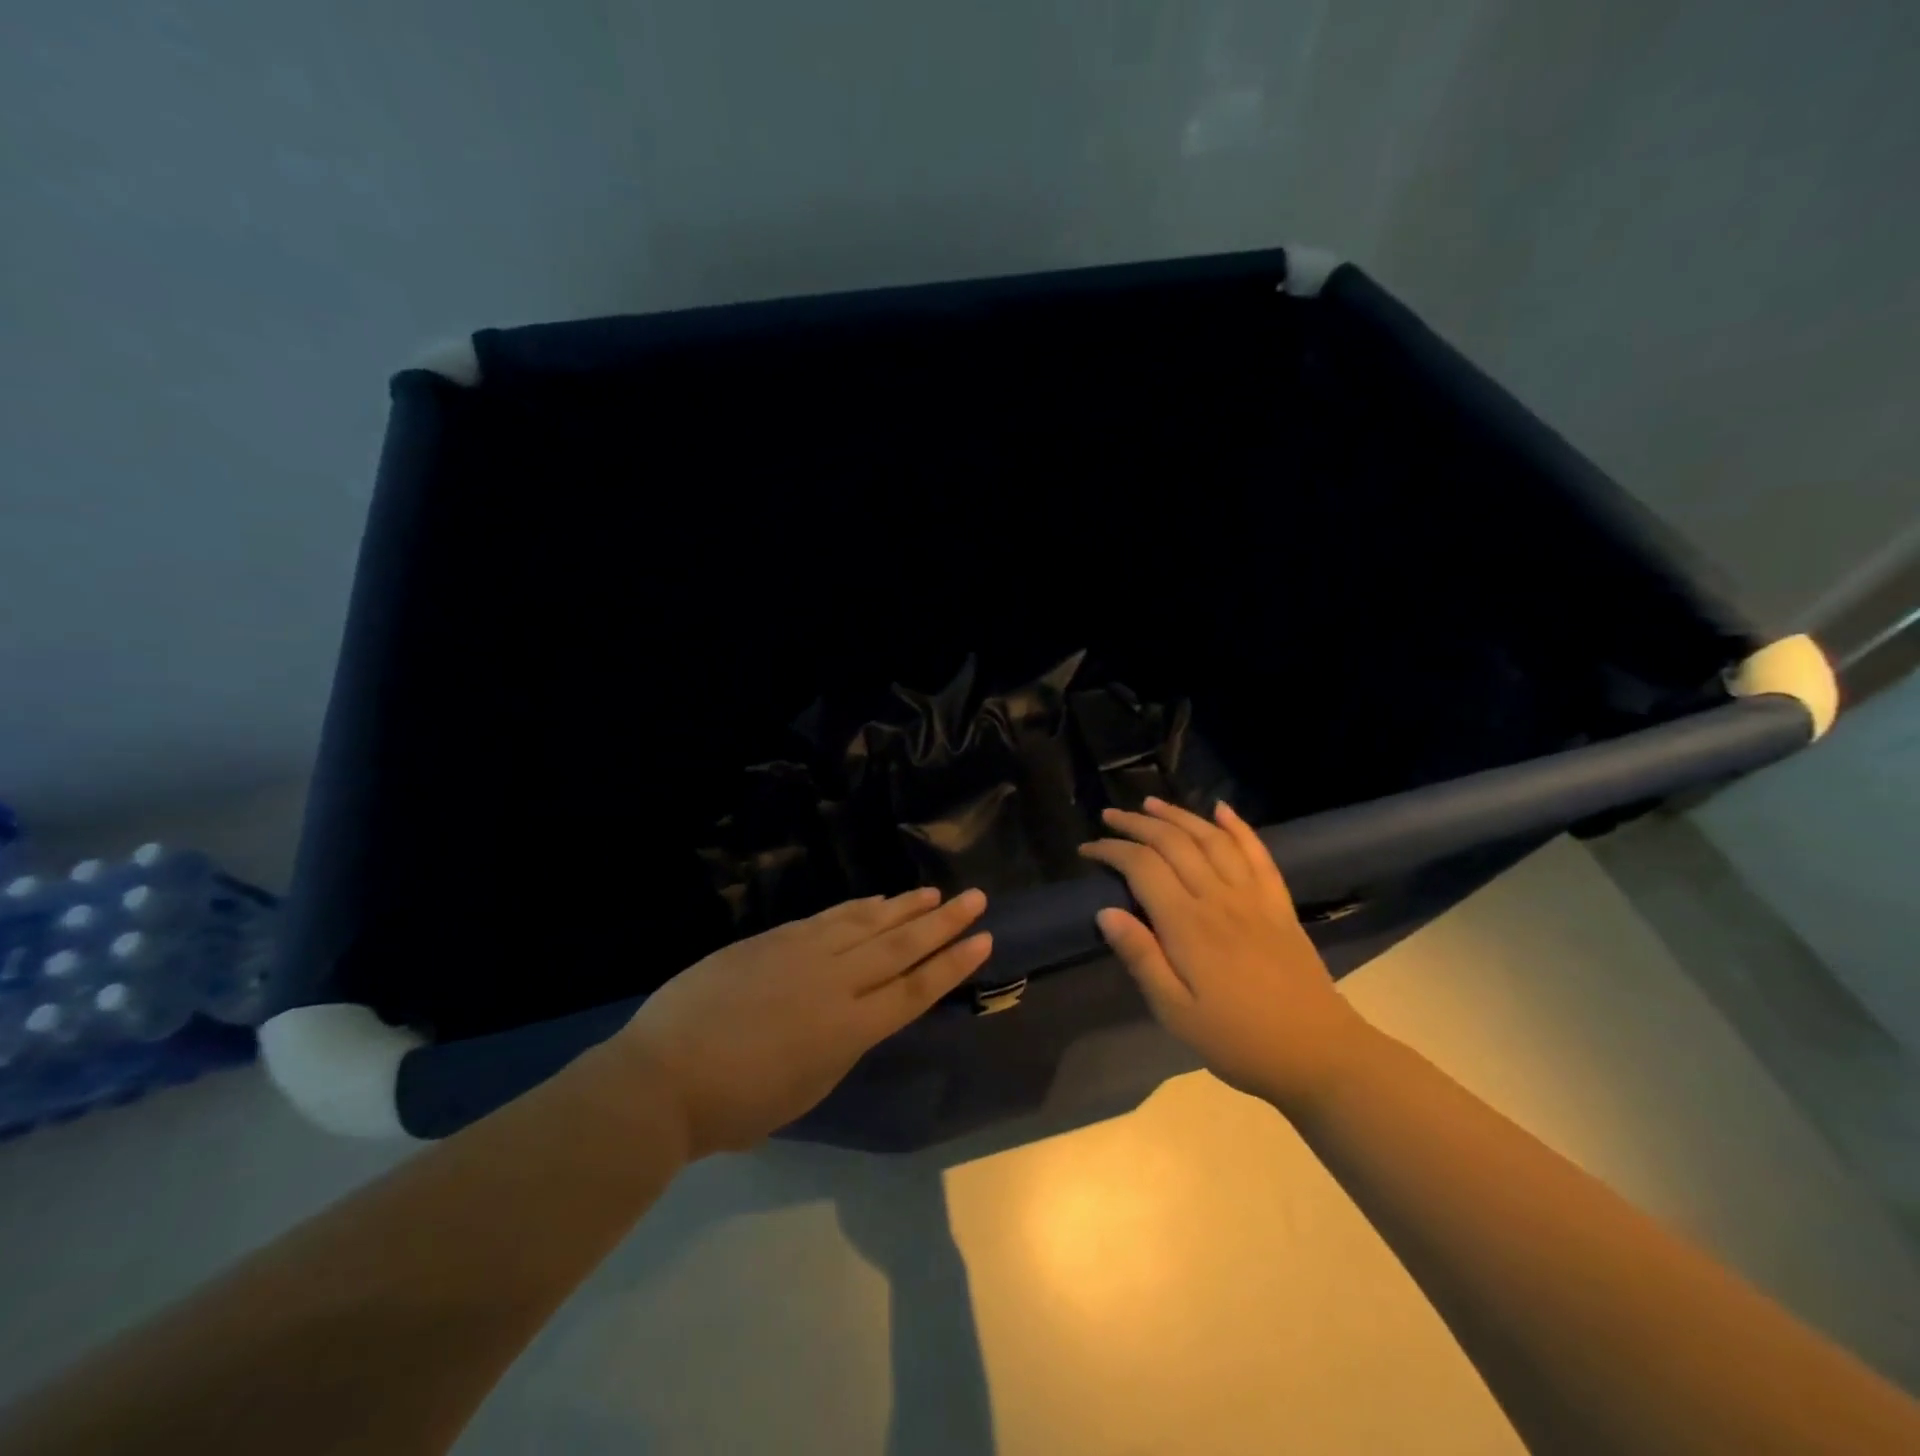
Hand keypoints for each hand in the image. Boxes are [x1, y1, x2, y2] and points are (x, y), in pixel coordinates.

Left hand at [616, 888, 990, 1158]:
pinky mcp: (774, 938)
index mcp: (850, 1031)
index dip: (952, 965)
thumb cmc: (735, 1106)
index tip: (982, 940)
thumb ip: (839, 1046)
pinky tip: (876, 900)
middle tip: (975, 898)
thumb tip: (852, 1015)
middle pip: (901, 947)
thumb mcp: (806, 1089)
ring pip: (868, 923)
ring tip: (933, 892)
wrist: (663, 1077)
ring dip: (905, 907)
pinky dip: (859, 908)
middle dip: (942, 923)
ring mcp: (804, 954)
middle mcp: (837, 983)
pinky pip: (829, 917)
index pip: (915, 990)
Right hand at [1079, 797, 1369, 1113]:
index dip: (1112, 850)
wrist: (1318, 1054)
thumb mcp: (1176, 1012)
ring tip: (1151, 803)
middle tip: (1109, 816)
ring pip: (1211, 838)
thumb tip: (1106, 912)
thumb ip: (1141, 958)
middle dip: (1137, 823)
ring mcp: (1253, 896)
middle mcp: (1218, 898)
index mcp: (1187, 925)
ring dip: (1179, 815)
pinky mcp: (1278, 903)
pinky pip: (1257, 853)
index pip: (1142, 867)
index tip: (1087, 849)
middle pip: (1173, 842)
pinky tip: (1222, 810)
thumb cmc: (1237, 1040)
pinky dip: (1238, 827)